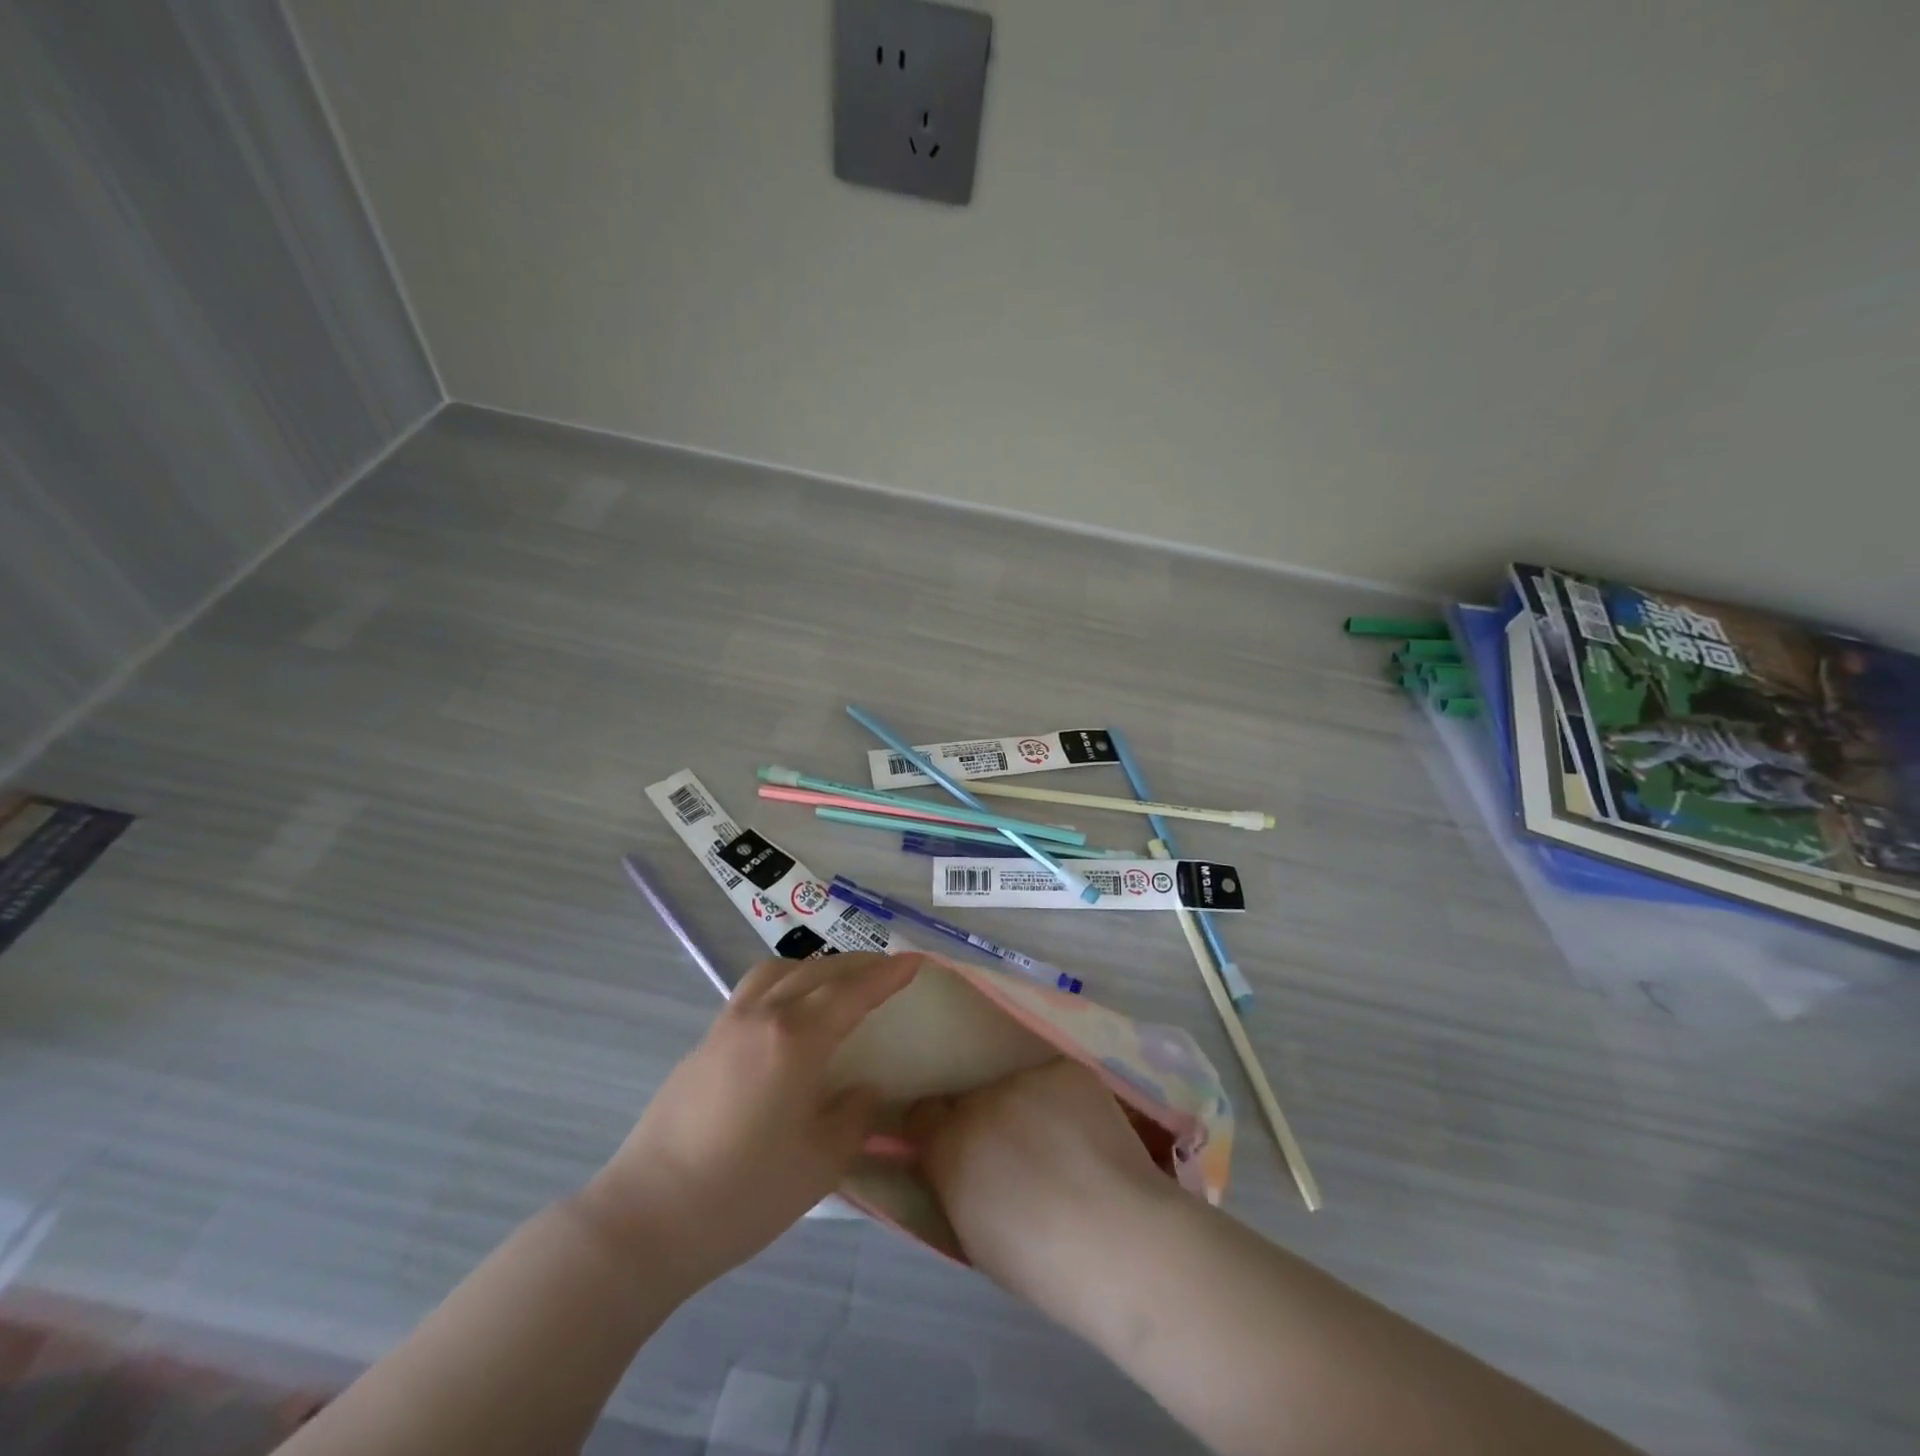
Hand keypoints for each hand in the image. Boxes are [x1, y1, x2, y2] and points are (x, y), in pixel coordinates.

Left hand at [579, 952, 918, 1289]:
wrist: (646, 1219)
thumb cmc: (743, 1194)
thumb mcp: (820, 1163)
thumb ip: (853, 1117)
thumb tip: (863, 1090)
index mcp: (795, 1039)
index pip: (852, 992)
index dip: (887, 975)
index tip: (915, 961)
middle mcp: (761, 1016)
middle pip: (817, 971)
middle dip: (856, 965)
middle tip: (885, 971)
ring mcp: (726, 1026)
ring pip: (778, 971)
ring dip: (815, 967)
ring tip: (836, 984)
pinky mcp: (703, 1044)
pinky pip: (753, 991)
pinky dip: (784, 984)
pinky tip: (789, 1016)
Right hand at [906, 1059, 1172, 1295]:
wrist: (1120, 1243)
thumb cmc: (1043, 1266)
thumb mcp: (975, 1236)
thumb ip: (955, 1187)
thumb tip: (958, 1164)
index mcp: (947, 1148)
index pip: (923, 1114)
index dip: (939, 1130)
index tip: (957, 1147)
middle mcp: (977, 1101)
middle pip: (972, 1098)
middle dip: (987, 1120)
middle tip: (1019, 1152)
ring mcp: (1024, 1079)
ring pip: (1016, 1086)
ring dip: (1028, 1109)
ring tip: (1062, 1145)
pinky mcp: (1066, 1070)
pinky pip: (1055, 1081)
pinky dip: (1066, 1102)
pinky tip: (1088, 1134)